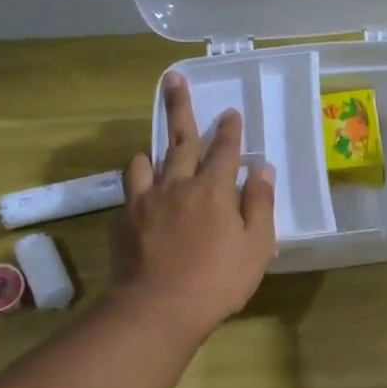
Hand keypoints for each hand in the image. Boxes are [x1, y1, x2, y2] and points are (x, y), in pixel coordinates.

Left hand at [109, 73, 276, 338]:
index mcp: (213, 189)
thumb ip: (260, 204)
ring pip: (146, 162)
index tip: (231, 112)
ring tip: (154, 148)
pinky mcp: (123, 220)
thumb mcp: (257, 246)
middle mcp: (177, 185)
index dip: (230, 130)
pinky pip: (130, 191)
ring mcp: (145, 201)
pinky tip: (141, 194)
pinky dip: (138, 184)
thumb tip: (263, 169)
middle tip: (174, 80)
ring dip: (153, 150)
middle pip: (180, 140)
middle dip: (180, 108)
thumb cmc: (218, 280)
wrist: (158, 308)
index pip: (225, 150)